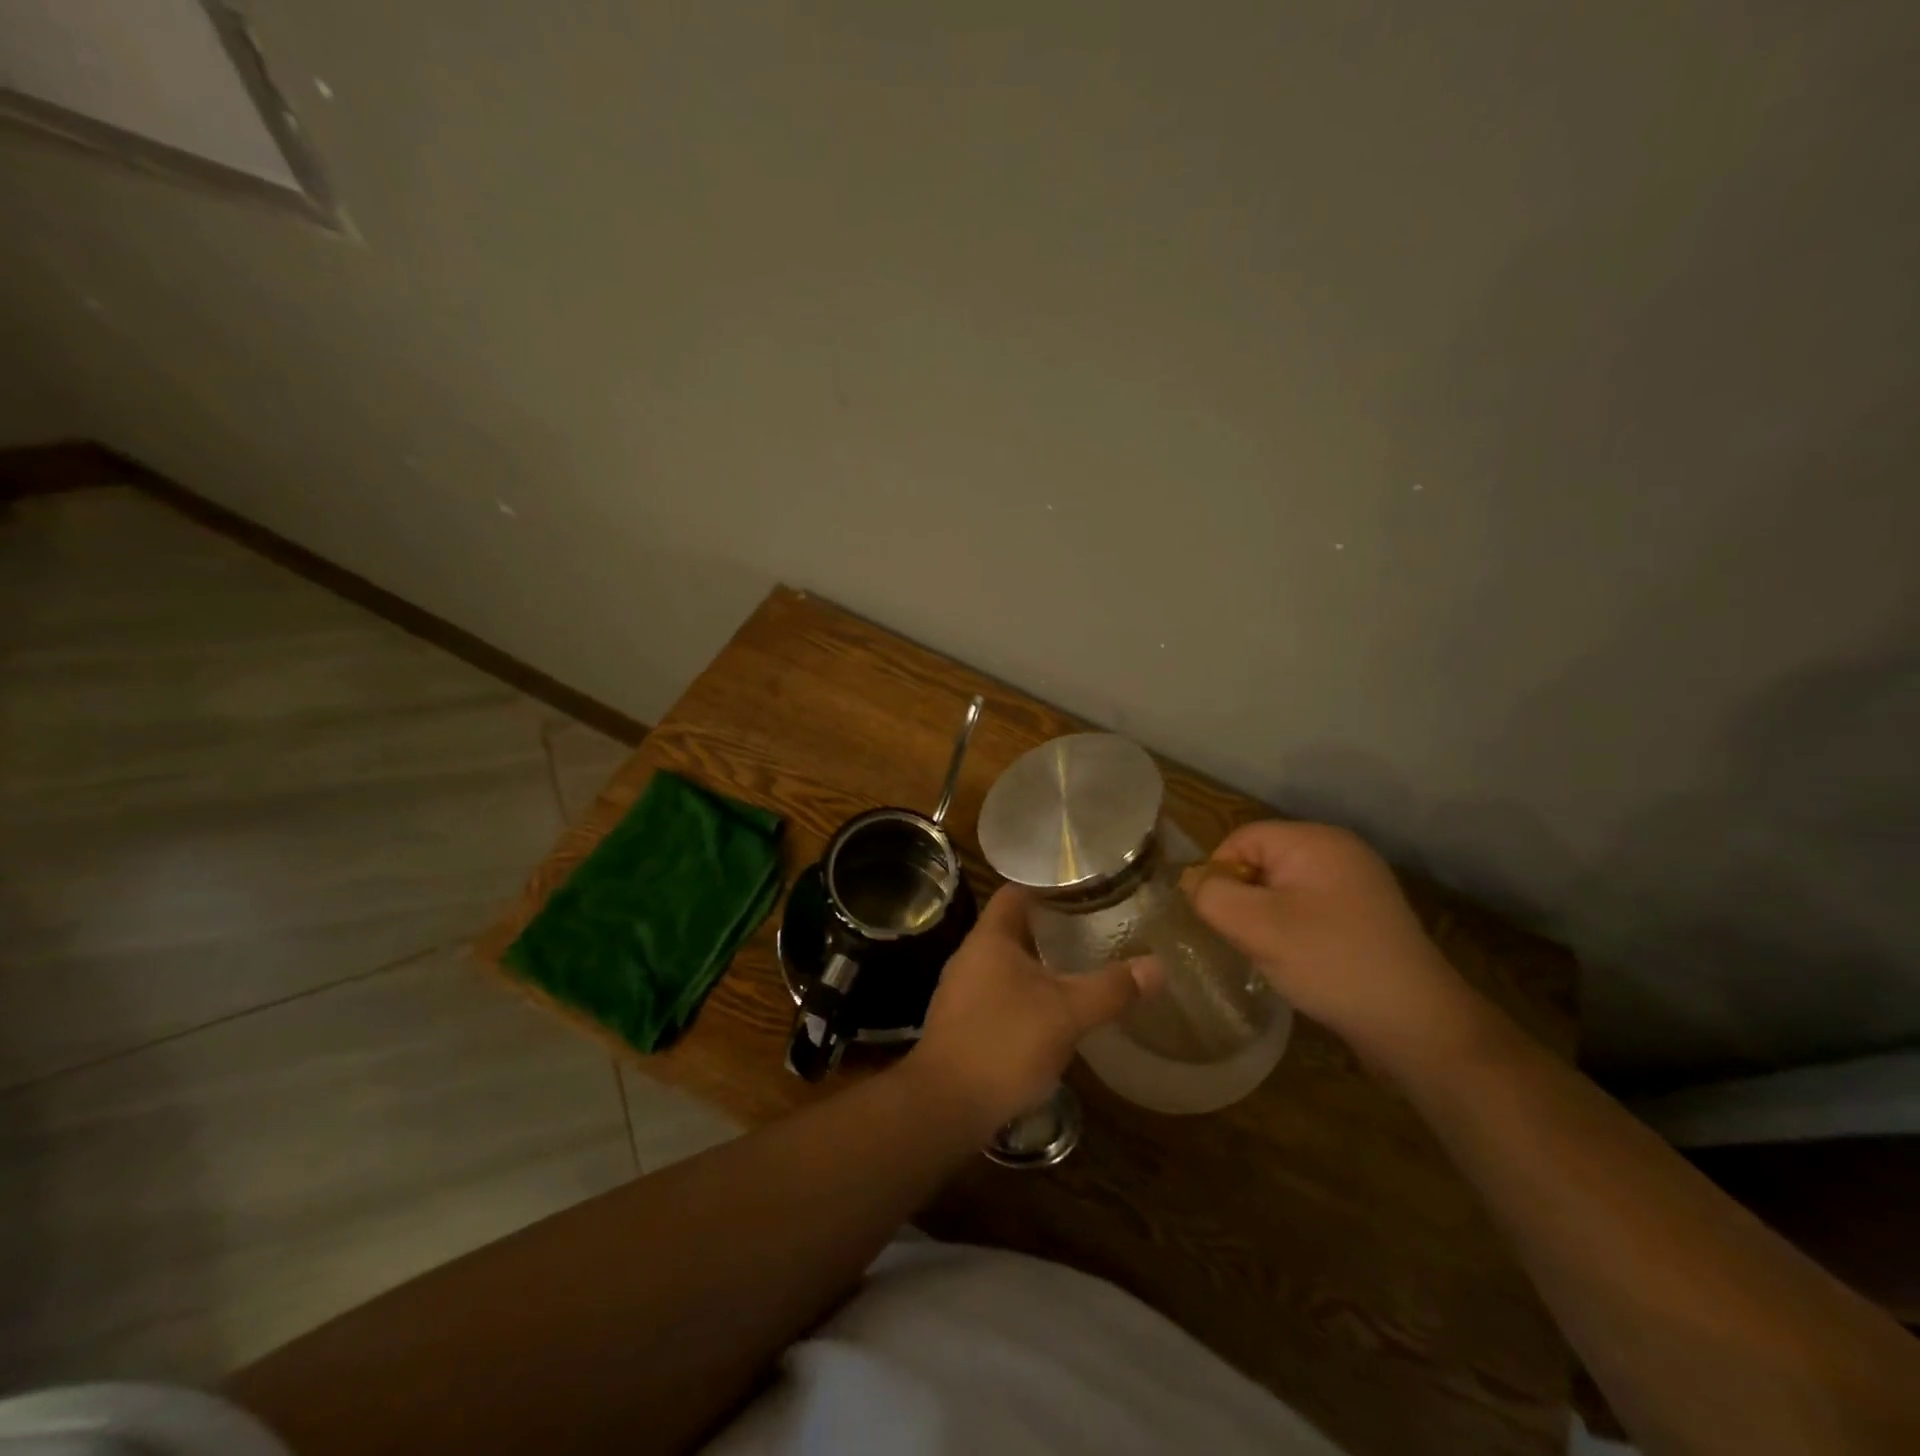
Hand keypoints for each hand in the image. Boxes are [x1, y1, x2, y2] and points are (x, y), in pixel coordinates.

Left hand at [904, 884, 1148, 1139]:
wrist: (945, 1107)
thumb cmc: (1004, 1044)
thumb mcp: (1067, 1014)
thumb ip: (1111, 988)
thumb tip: (1157, 966)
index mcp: (990, 937)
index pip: (1017, 890)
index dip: (1049, 884)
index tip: (1086, 887)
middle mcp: (971, 955)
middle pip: (1014, 926)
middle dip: (1052, 926)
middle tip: (1096, 926)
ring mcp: (962, 990)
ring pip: (1008, 963)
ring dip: (1041, 963)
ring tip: (1082, 965)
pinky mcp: (963, 1023)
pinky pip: (1000, 994)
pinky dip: (1028, 994)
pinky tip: (1054, 1012)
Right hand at [1187, 821, 1477, 1069]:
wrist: (1417, 1024)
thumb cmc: (1330, 962)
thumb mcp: (1257, 927)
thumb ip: (1211, 895)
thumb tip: (1192, 881)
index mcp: (1315, 840)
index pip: (1241, 839)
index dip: (1220, 876)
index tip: (1221, 920)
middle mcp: (1338, 850)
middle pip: (1261, 861)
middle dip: (1244, 899)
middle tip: (1247, 939)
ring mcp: (1357, 883)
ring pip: (1282, 888)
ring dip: (1267, 918)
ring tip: (1273, 954)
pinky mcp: (1365, 914)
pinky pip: (1308, 907)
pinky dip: (1293, 929)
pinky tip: (1301, 960)